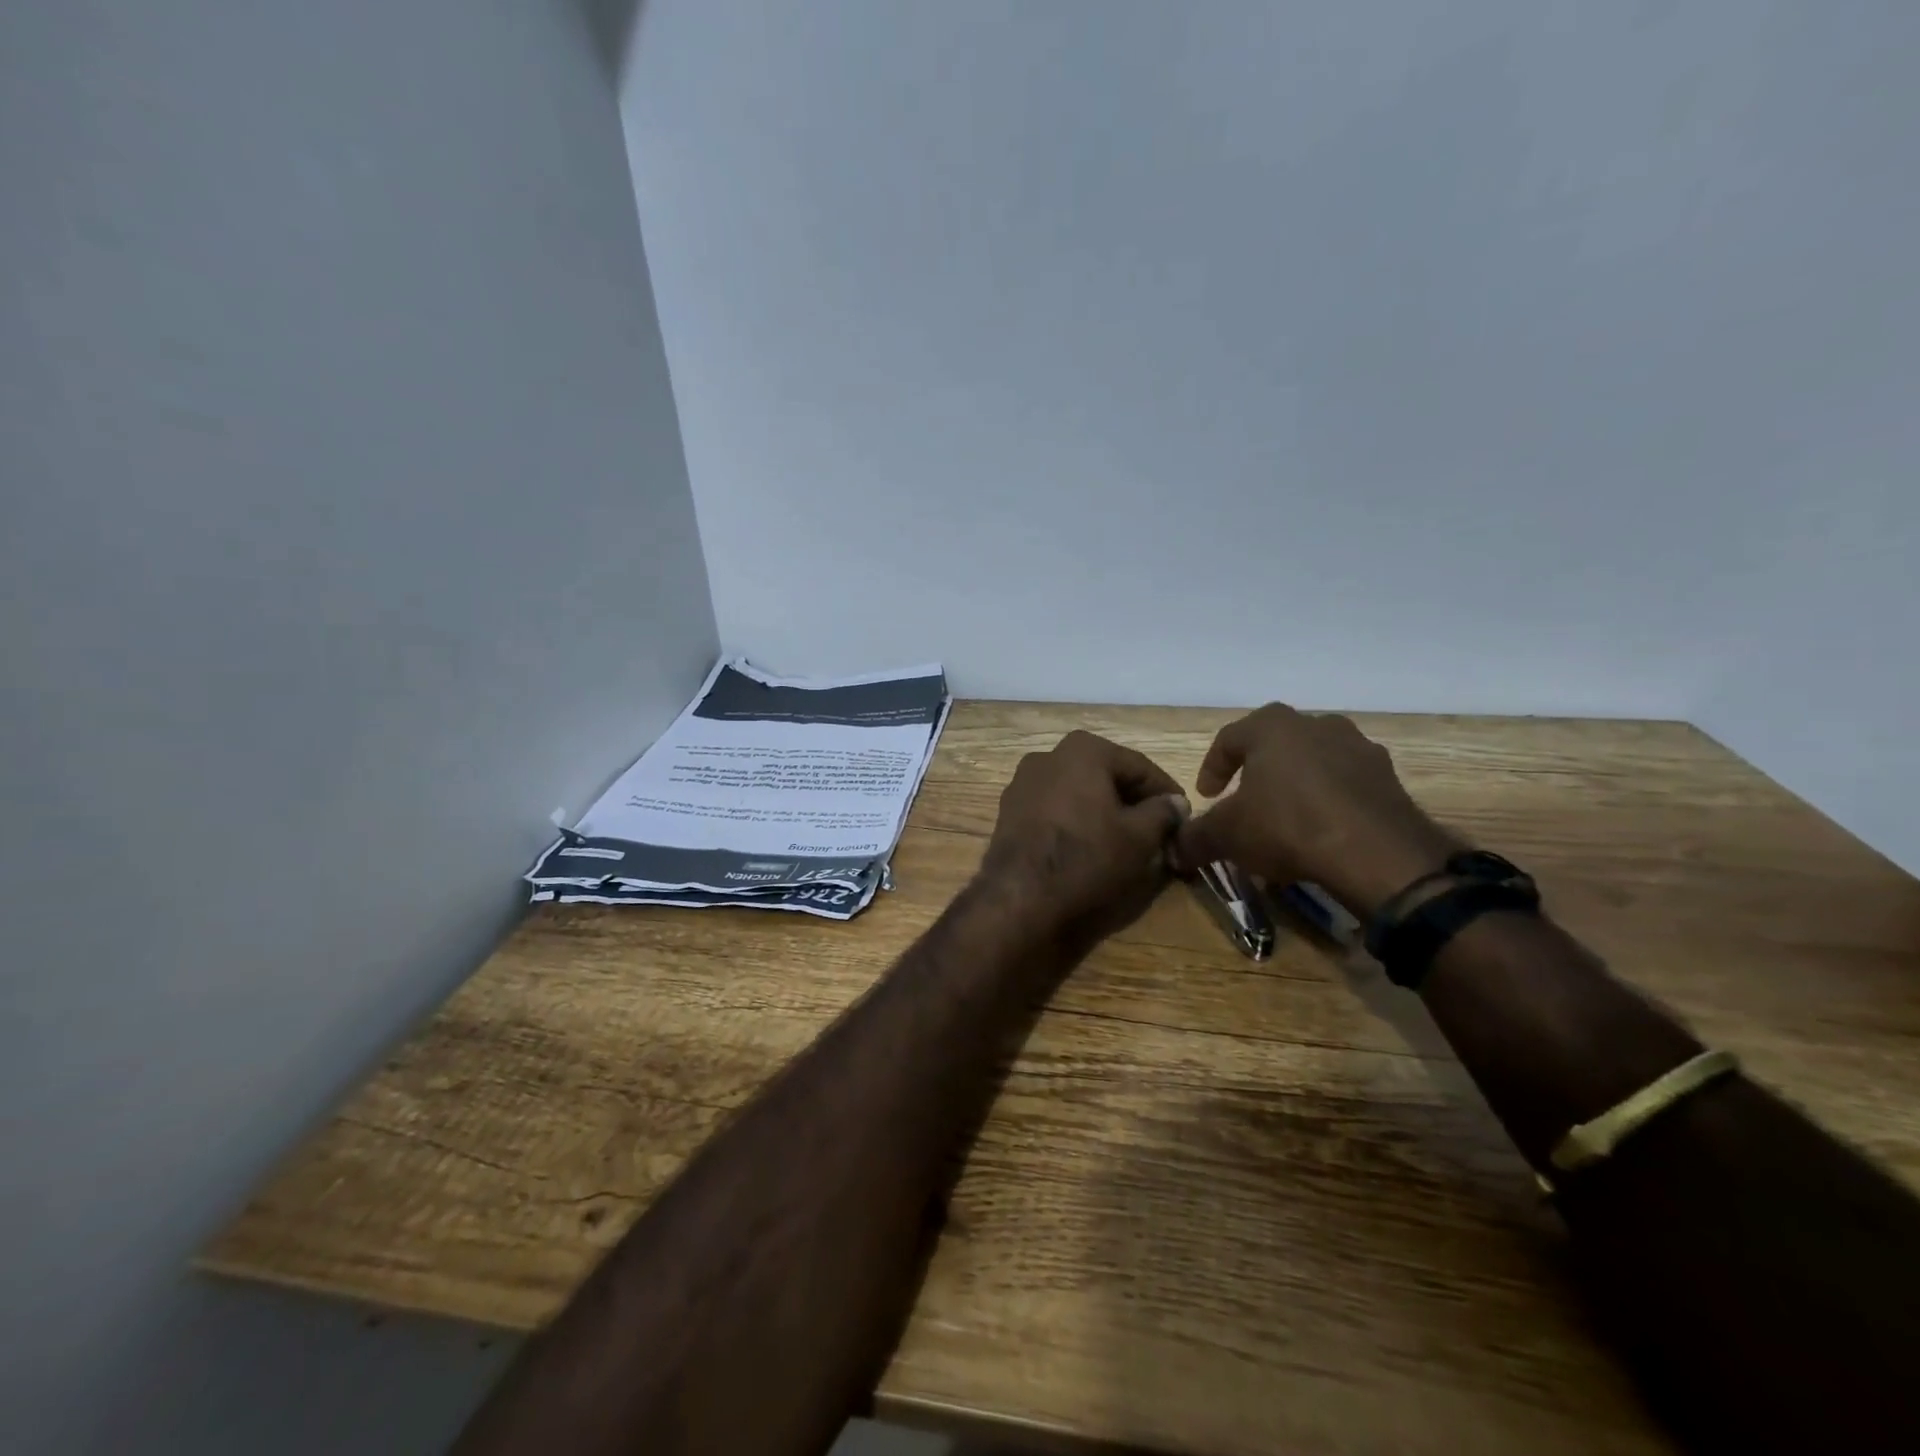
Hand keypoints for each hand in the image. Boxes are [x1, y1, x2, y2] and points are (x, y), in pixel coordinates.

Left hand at [979, 730, 1188, 940]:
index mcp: (1083, 750)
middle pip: (1105, 776)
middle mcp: (1048, 756)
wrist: (1020, 897)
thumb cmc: (1087, 857)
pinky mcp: (1009, 811)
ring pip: (1078, 792)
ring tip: (1126, 841)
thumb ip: (1163, 813)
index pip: (1139, 767)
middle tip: (1158, 830)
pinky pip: (1055, 809)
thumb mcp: (1139, 836)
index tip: (1185, 817)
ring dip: (1104, 811)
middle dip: (1133, 801)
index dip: (1166, 793)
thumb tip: (1176, 803)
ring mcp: (1023, 783)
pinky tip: (1090, 846)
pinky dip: (1076, 821)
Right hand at [1173, 704, 1457, 917]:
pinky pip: (1347, 784)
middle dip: (1257, 772)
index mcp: (1272, 726)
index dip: (1212, 768)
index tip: (1207, 797)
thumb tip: (1173, 849)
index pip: (1229, 739)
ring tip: (1287, 818)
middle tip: (1246, 801)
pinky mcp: (1389, 778)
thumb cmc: (1288, 826)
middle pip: (1276, 744)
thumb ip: (1195, 838)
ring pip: (1315, 762)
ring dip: (1297, 784)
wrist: (1377, 854)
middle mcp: (1317, 724)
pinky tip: (1322, 832)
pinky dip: (1330, 801)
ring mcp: (1359, 749)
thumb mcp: (1227, 836)